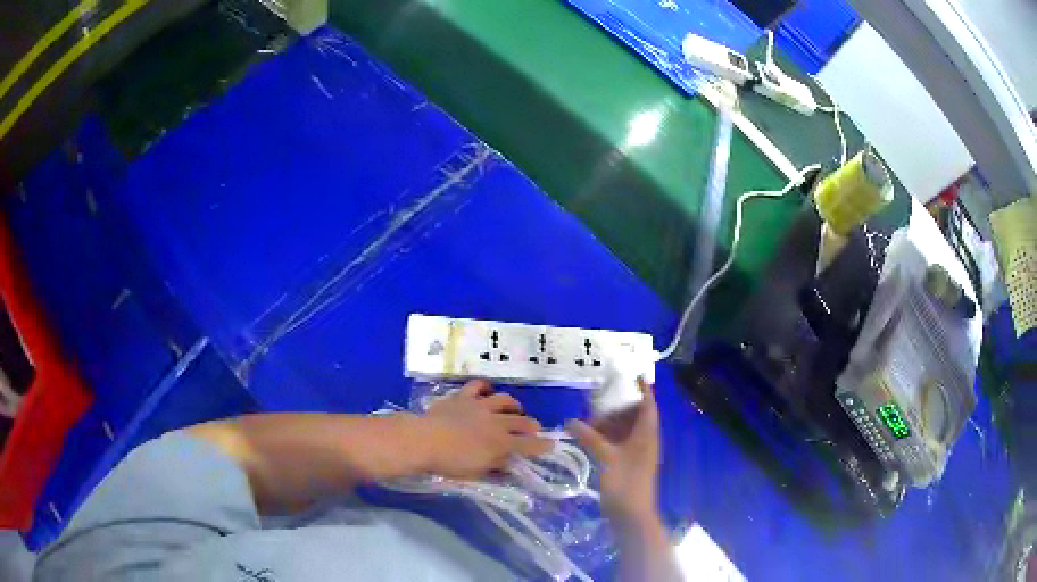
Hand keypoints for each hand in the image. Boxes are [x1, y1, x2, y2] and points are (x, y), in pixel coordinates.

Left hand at [420, 380, 551, 479]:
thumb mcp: (476, 472)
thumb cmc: (450, 462)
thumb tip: (509, 462)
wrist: (424, 440)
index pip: (529, 445)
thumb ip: (496, 466)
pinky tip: (487, 391)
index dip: (543, 445)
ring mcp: (480, 406)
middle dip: (532, 426)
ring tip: (515, 409)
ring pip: (505, 400)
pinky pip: (478, 386)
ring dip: (513, 405)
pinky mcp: (463, 397)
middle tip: (534, 429)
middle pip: (522, 421)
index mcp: (501, 444)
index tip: (551, 445)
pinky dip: (486, 387)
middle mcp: (496, 422)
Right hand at [567, 379, 660, 524]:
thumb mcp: (607, 457)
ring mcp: (638, 453)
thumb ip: (590, 437)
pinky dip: (608, 437)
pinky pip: (620, 443)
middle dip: (619, 407)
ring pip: (627, 430)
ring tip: (590, 420)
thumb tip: (570, 421)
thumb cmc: (625, 482)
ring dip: (611, 423)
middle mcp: (645, 440)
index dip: (643, 390)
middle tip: (600, 400)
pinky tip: (591, 438)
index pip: (649, 405)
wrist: (632, 514)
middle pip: (636, 416)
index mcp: (647, 434)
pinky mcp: (629, 464)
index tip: (633, 375)